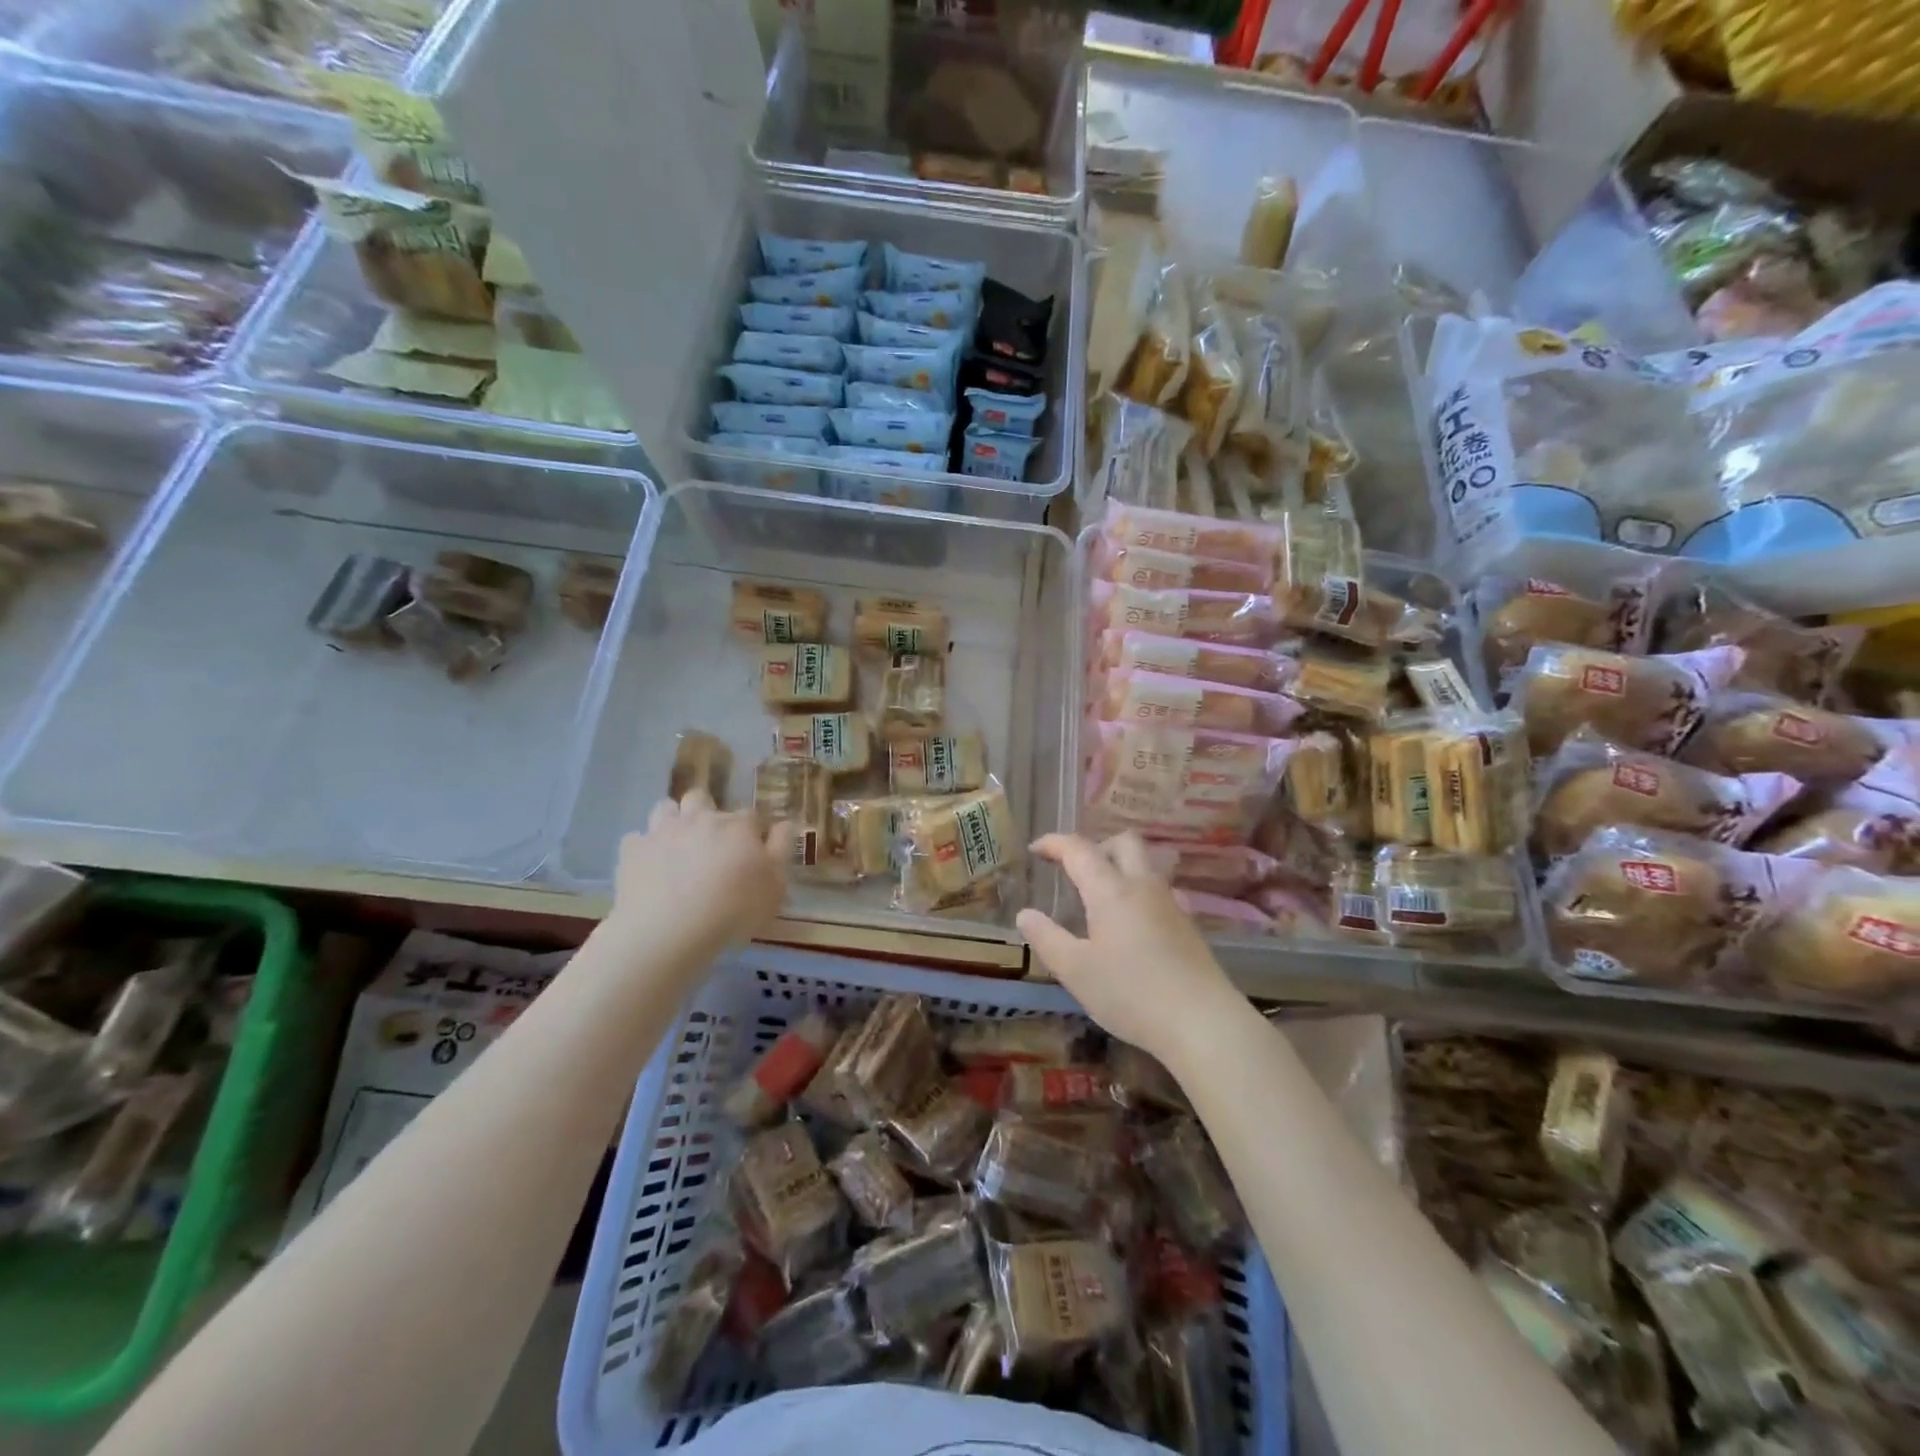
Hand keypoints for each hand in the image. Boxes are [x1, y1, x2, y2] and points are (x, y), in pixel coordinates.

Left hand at [605, 791, 789, 969]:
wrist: (668, 931)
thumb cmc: (733, 910)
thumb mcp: (775, 886)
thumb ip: (782, 850)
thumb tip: (785, 823)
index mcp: (737, 826)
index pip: (751, 816)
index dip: (753, 831)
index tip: (754, 851)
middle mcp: (700, 818)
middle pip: (702, 797)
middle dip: (706, 811)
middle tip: (711, 841)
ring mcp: (662, 831)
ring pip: (665, 808)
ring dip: (673, 820)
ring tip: (677, 846)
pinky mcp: (632, 851)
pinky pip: (636, 839)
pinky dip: (644, 849)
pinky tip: (649, 868)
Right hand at [1015, 832, 1245, 1074]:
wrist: (1203, 1022)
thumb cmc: (1131, 994)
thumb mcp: (1076, 971)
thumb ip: (1047, 938)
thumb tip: (1025, 914)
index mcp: (1111, 891)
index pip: (1079, 849)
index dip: (1054, 843)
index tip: (1035, 849)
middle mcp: (1143, 886)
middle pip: (1123, 842)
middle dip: (1095, 846)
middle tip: (1074, 870)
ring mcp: (1171, 904)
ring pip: (1145, 865)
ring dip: (1120, 867)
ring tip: (1099, 896)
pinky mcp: (1188, 926)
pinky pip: (1157, 891)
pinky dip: (1136, 892)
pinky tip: (1129, 925)